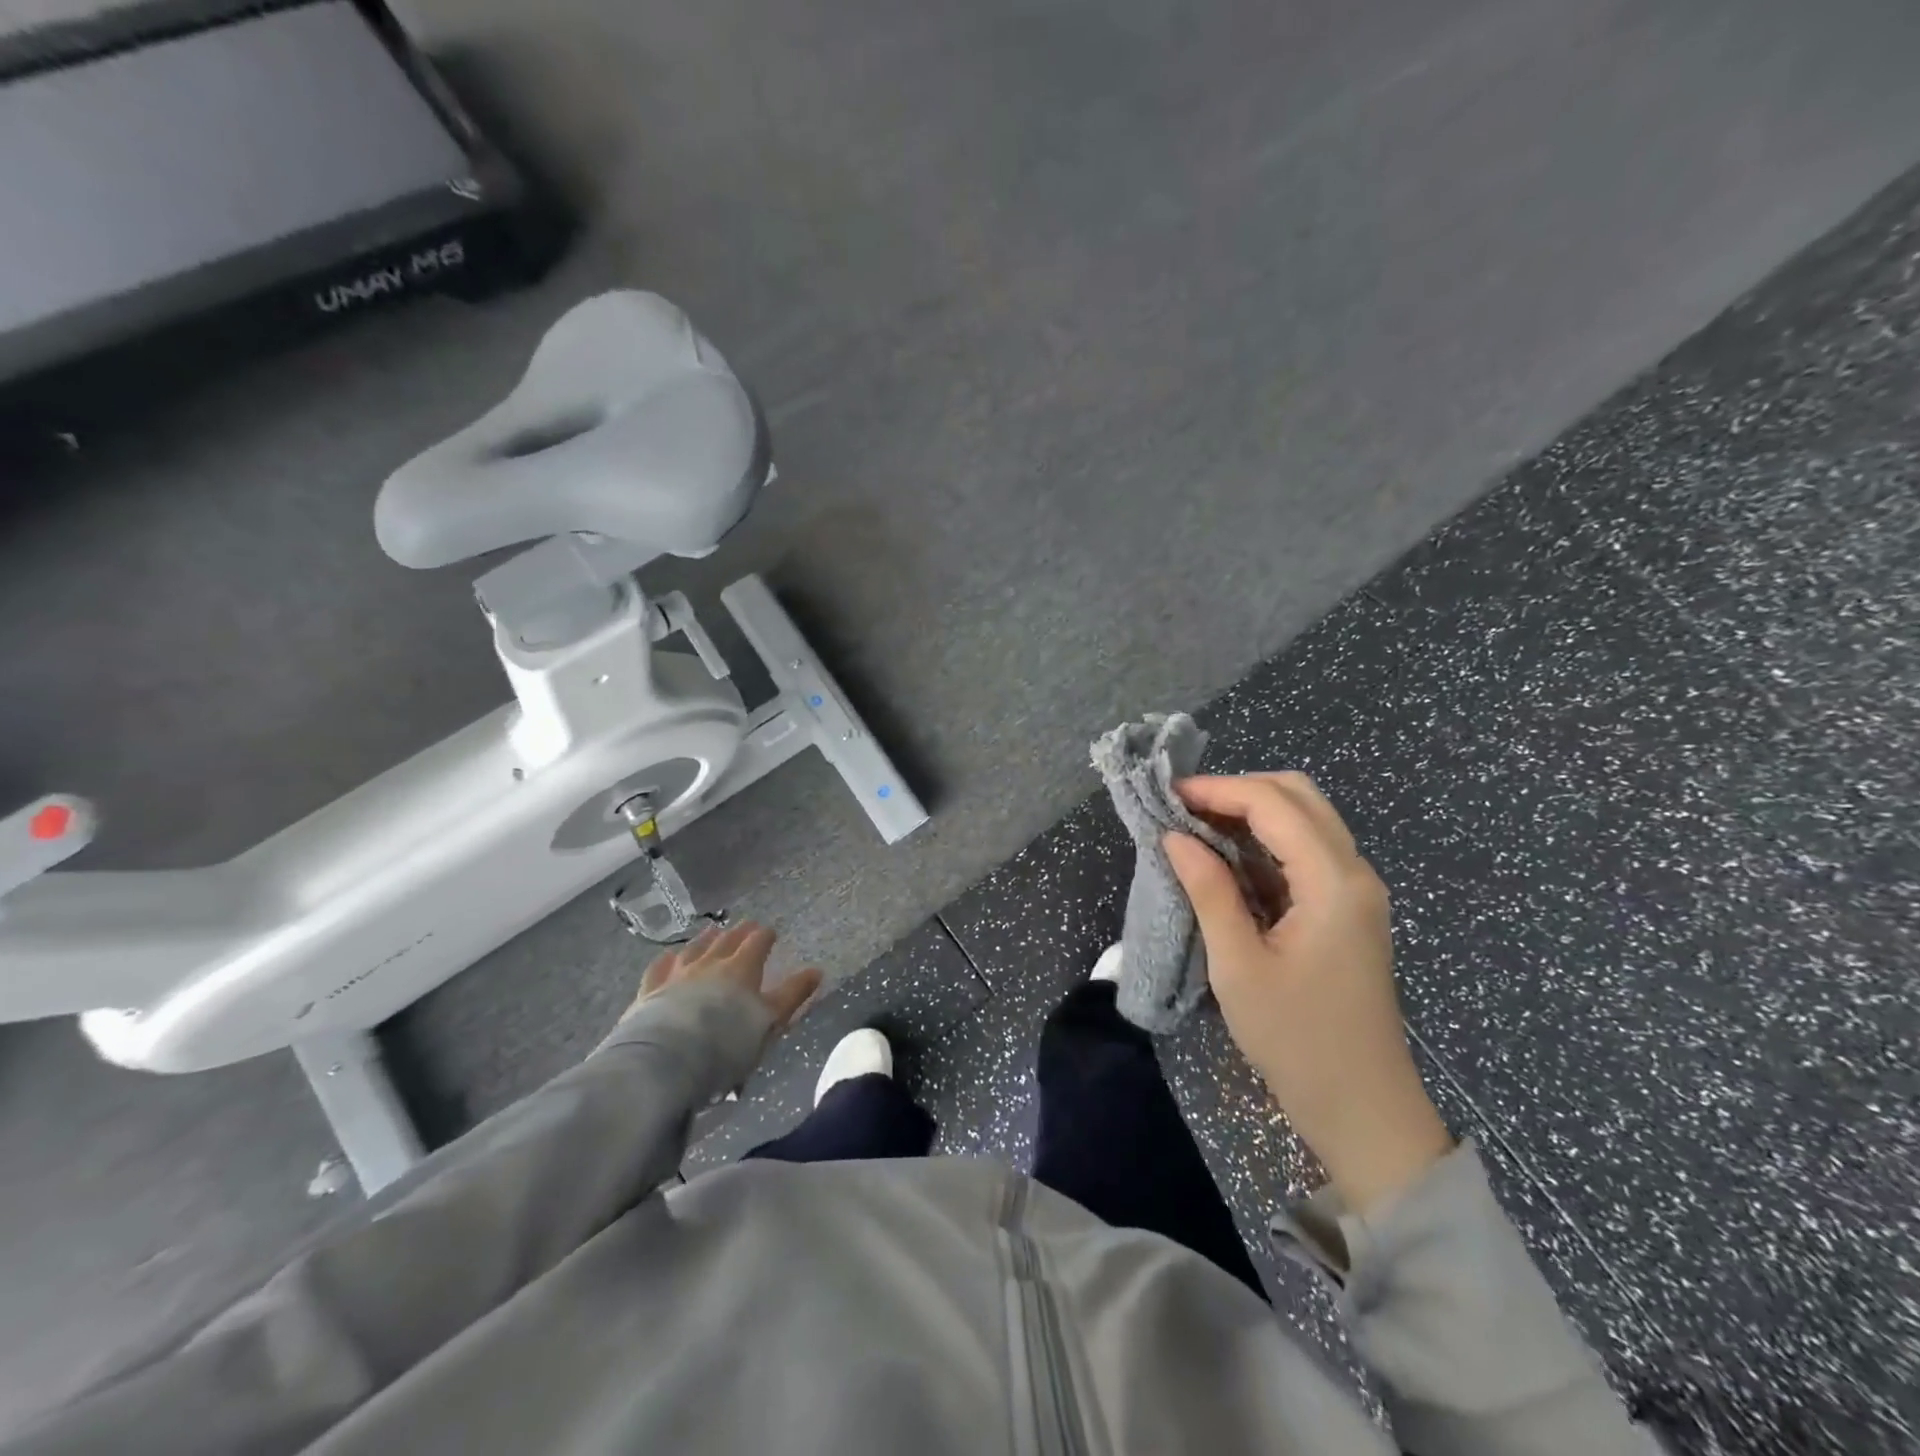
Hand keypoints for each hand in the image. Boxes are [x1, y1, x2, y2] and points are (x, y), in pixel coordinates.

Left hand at [621, 921, 820, 1047]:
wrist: (668, 1060)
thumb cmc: (728, 1042)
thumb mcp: (770, 1021)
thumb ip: (793, 995)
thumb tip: (817, 971)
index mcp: (742, 968)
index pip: (757, 942)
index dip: (765, 936)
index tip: (771, 933)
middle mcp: (710, 963)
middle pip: (727, 940)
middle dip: (739, 932)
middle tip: (746, 925)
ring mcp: (677, 974)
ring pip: (695, 947)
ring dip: (706, 938)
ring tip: (713, 930)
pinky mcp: (650, 991)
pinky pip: (661, 966)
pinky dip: (668, 959)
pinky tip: (670, 956)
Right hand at [1166, 773, 1451, 1213]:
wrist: (1363, 1109)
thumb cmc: (1296, 1039)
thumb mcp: (1238, 965)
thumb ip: (1208, 890)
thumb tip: (1173, 836)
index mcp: (1333, 882)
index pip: (1273, 804)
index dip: (1217, 790)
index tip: (1167, 797)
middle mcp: (1353, 873)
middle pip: (1297, 796)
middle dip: (1237, 791)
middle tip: (1184, 810)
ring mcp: (1355, 891)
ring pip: (1304, 820)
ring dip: (1250, 812)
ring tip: (1195, 828)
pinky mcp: (1346, 910)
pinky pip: (1305, 852)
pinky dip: (1264, 842)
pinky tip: (1225, 859)